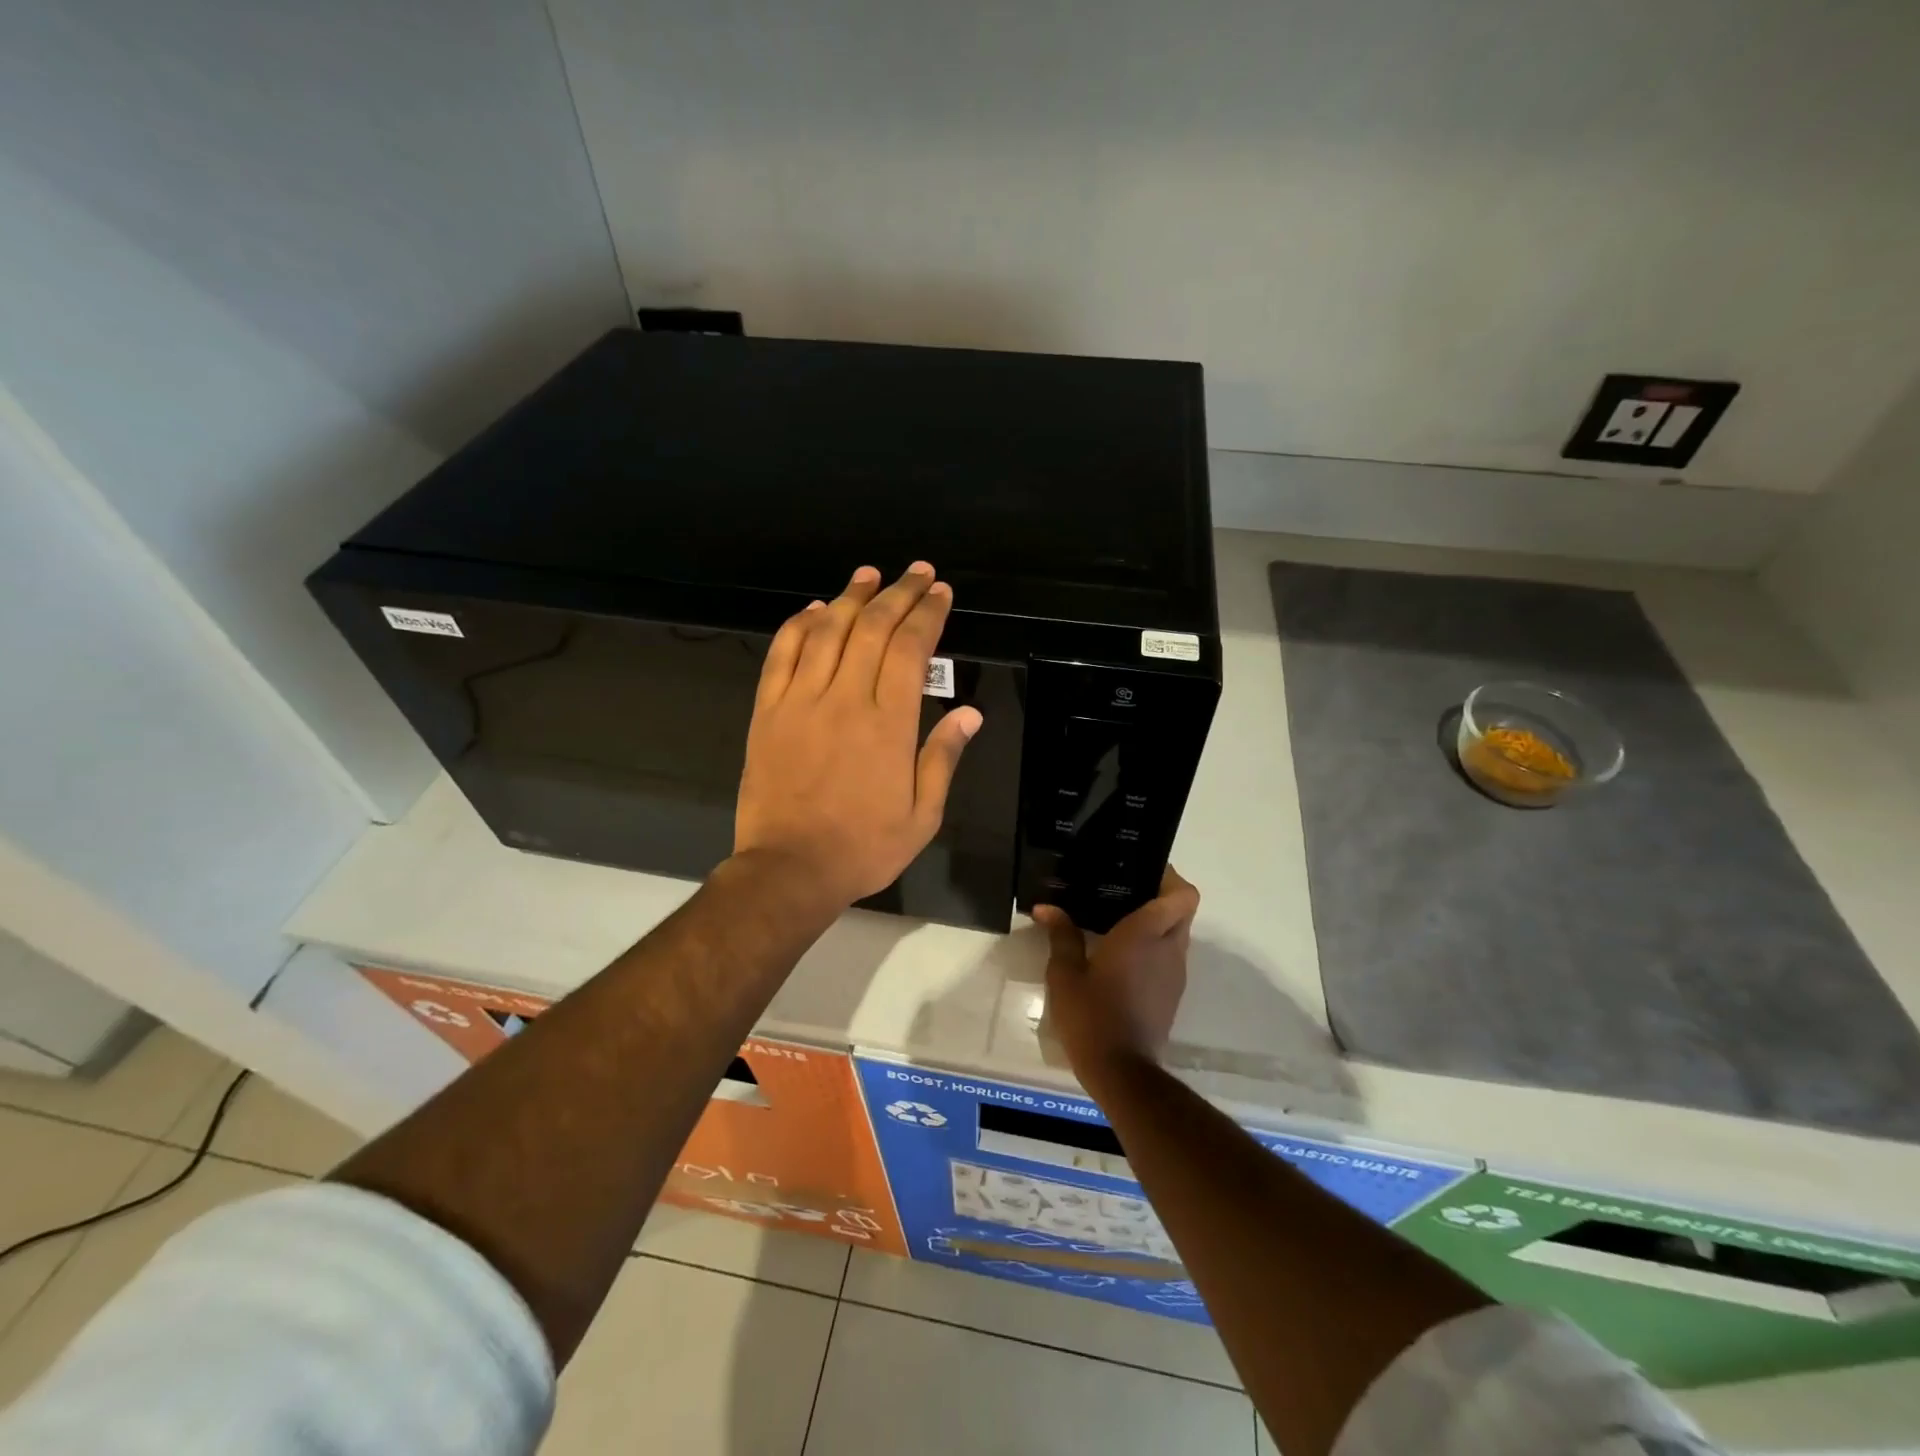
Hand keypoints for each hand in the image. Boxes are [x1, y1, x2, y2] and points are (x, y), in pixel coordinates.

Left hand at [735, 562, 981, 910]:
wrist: (789, 869)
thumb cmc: (864, 846)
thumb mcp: (923, 815)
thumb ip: (943, 757)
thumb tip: (970, 713)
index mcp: (890, 724)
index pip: (911, 649)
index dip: (927, 613)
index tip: (939, 592)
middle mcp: (846, 699)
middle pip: (872, 628)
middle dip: (898, 593)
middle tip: (916, 571)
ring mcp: (801, 701)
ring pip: (827, 631)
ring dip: (850, 597)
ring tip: (870, 575)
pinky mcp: (767, 711)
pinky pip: (782, 654)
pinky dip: (799, 625)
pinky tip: (814, 609)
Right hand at [1034, 868, 1199, 1076]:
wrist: (1122, 1072)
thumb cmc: (1092, 1016)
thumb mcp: (1065, 974)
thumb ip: (1061, 935)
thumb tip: (1046, 907)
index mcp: (1146, 934)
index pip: (1183, 895)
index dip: (1170, 877)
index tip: (1141, 870)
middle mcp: (1169, 949)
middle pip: (1183, 909)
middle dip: (1162, 895)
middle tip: (1125, 891)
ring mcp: (1174, 973)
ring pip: (1178, 933)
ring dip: (1157, 922)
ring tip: (1118, 918)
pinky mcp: (1172, 993)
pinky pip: (1170, 955)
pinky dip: (1154, 946)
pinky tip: (1121, 953)